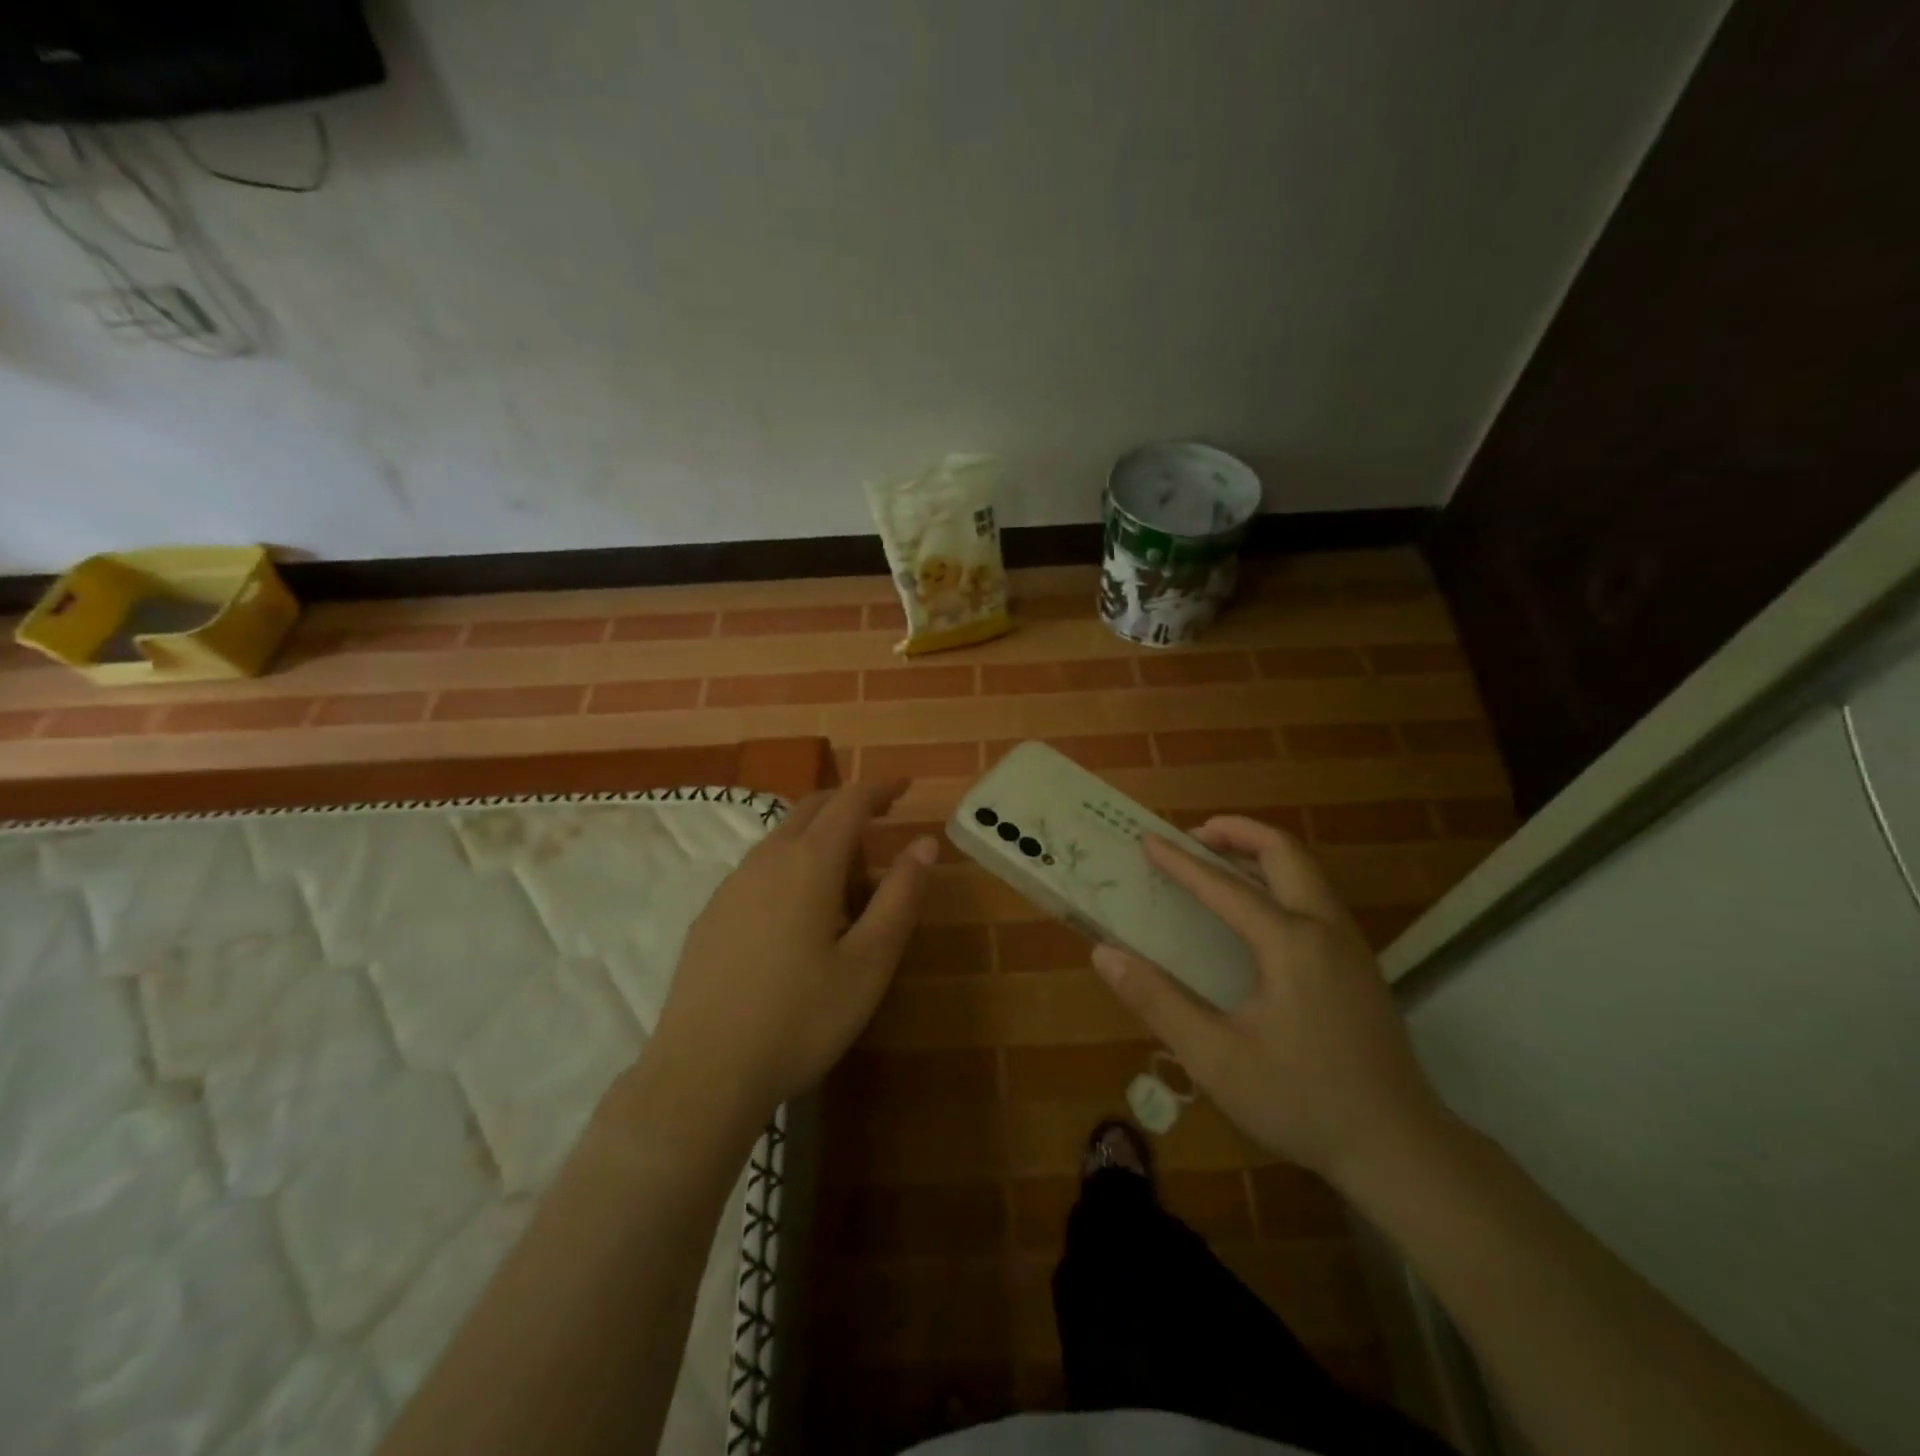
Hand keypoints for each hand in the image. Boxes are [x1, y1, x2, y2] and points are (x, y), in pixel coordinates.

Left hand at [638, 782, 936, 1122]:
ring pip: (781, 837)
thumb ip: (900, 897)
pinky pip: (759, 867)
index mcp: (809, 863)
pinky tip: (797, 911)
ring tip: (847, 877)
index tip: (905, 786)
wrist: (704, 1073)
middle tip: (881, 819)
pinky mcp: (711, 915)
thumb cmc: (801, 1018)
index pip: (849, 802)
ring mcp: (730, 886)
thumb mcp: (870, 963)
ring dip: (818, 836)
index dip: (880, 788)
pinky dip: (790, 863)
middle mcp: (766, 860)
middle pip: (810, 808)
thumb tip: (923, 843)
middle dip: (848, 803)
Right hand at [1092, 816, 1448, 1189]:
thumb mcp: (1215, 1058)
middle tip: (1192, 837)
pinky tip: (1257, 913)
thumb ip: (1158, 1001)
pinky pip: (1316, 898)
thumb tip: (1105, 953)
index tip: (1146, 840)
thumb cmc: (1301, 1101)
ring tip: (1217, 863)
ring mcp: (1351, 945)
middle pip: (1284, 852)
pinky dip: (1279, 881)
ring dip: (1260, 853)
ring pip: (1306, 872)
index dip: (1180, 862)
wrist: (1400, 1149)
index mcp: (1290, 944)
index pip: (1225, 887)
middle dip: (1236, 832)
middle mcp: (1325, 929)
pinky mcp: (1360, 965)